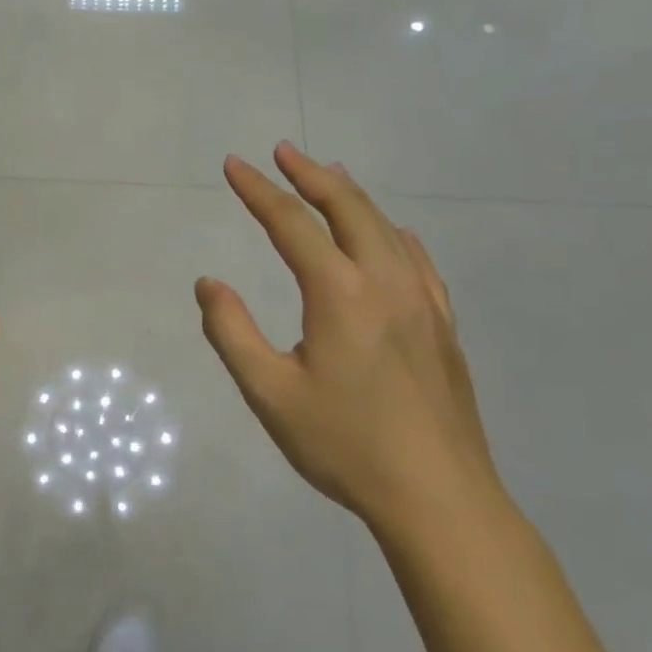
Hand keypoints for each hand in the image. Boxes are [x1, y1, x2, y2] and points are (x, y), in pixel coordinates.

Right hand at [194, 143, 500, 537]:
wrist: (440, 499)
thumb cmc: (345, 445)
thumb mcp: (269, 393)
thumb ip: (231, 332)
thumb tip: (208, 284)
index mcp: (339, 293)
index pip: (291, 223)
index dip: (258, 190)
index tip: (234, 164)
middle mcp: (384, 283)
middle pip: (347, 209)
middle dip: (311, 175)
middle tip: (283, 151)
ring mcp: (422, 302)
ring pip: (385, 228)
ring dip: (352, 196)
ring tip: (329, 175)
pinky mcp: (443, 327)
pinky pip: (418, 261)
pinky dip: (394, 234)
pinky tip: (392, 235)